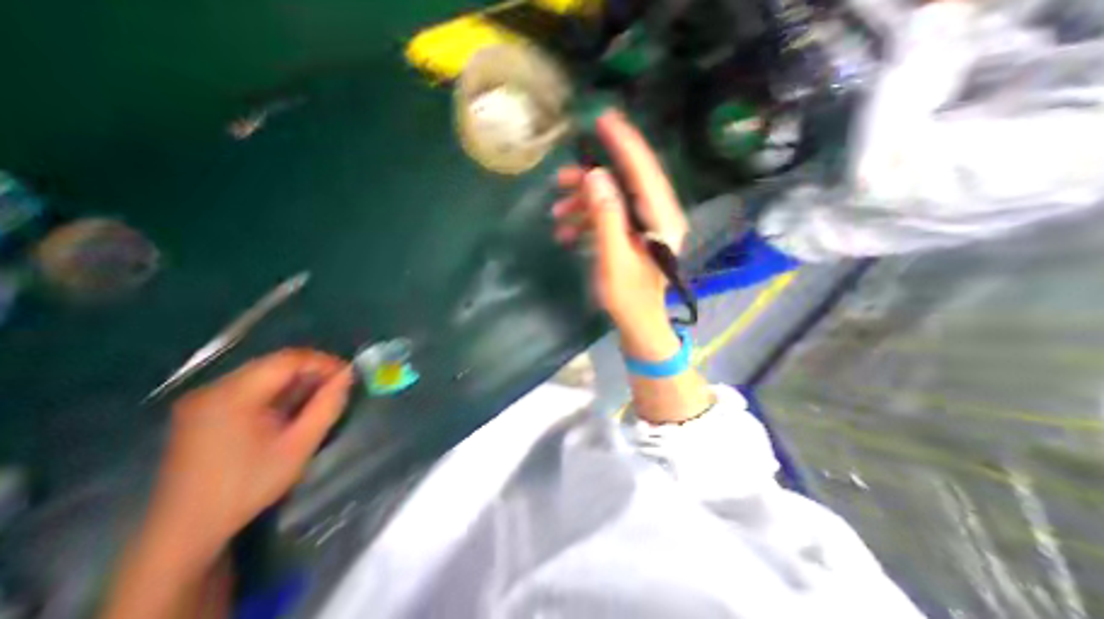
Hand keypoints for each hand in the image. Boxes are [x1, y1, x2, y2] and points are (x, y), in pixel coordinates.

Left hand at [146, 350, 350, 562]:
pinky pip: (250, 385)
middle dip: (312, 370)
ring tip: (318, 396)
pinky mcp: (201, 409)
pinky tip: (290, 407)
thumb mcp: (300, 444)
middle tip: (337, 386)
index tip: (348, 376)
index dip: (324, 362)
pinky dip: (277, 389)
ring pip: (264, 372)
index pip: (288, 359)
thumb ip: (327, 405)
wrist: (186, 530)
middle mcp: (213, 389)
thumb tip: (348, 375)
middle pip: (275, 363)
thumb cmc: (249, 485)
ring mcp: (203, 399)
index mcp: (233, 396)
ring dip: (296, 379)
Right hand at [552, 109, 686, 359]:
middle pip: (624, 181)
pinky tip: (566, 233)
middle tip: (559, 182)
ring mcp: (645, 225)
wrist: (638, 323)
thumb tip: (596, 177)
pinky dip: (587, 220)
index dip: (623, 143)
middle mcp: (657, 215)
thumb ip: (607, 217)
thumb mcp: (613, 259)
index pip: (643, 170)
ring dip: (583, 203)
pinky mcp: (633, 235)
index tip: (603, 119)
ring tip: (556, 215)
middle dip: (589, 180)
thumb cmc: (628, 298)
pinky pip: (609, 216)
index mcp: (660, 219)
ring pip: (612, 198)